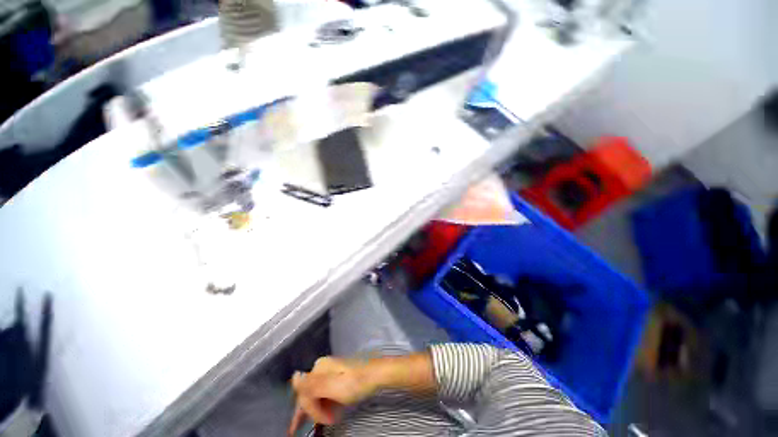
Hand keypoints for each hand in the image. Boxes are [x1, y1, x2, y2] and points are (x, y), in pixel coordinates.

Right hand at [288, 357, 375, 435]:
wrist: (376, 374)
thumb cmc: (355, 382)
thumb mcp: (332, 386)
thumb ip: (311, 385)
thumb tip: (294, 376)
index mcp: (319, 368)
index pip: (305, 394)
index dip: (311, 411)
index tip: (324, 422)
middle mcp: (322, 367)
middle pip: (310, 393)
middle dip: (311, 412)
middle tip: (316, 425)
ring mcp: (330, 371)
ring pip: (317, 394)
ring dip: (319, 410)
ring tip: (326, 420)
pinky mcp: (338, 376)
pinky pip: (325, 393)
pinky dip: (325, 404)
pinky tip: (328, 412)